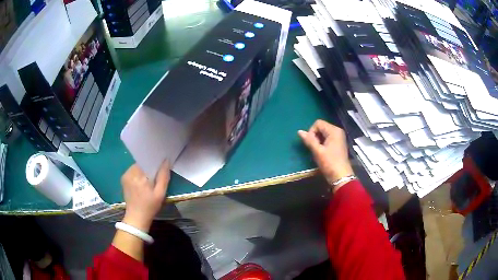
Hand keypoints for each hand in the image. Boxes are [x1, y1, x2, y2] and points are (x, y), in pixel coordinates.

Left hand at [121, 161, 169, 231]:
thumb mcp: (160, 193)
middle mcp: (130, 172)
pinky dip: (138, 174)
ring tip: (149, 179)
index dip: (154, 161)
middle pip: (142, 163)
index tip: (161, 165)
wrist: (136, 218)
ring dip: (143, 171)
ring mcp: (125, 175)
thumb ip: (163, 176)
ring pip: (137, 167)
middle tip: (156, 175)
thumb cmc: (150, 206)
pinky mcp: (123, 179)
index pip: (147, 160)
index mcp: (139, 175)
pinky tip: (142, 183)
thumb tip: (166, 161)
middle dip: (149, 167)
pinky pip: (133, 171)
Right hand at [298, 120, 353, 191]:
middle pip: (321, 127)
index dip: (312, 132)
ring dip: (318, 140)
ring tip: (318, 151)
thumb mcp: (317, 151)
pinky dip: (323, 143)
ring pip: (323, 133)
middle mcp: (337, 131)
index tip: (312, 144)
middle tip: (315, 148)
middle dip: (315, 136)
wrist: (341, 176)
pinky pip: (327, 138)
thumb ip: (309, 140)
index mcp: (334, 130)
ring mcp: (339, 137)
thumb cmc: (329, 163)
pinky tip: (322, 152)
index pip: (318, 123)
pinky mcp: (338, 143)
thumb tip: (299, 131)